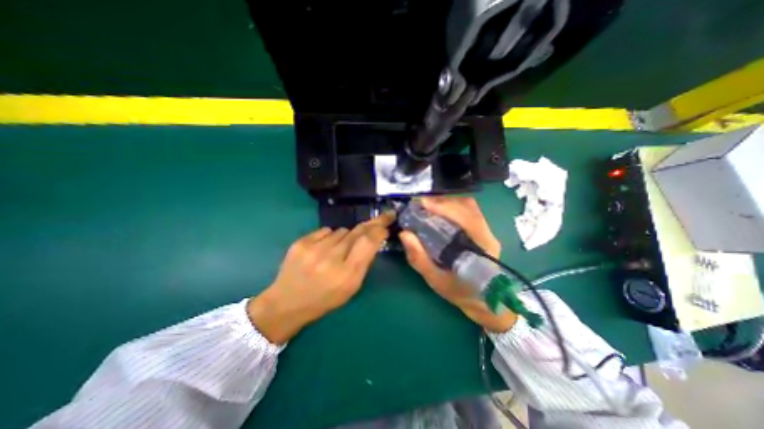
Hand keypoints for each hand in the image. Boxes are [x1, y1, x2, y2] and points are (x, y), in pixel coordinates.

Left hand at [249, 213, 393, 342]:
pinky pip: (326, 230)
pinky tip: (324, 248)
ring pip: (342, 230)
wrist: (287, 303)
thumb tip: (374, 239)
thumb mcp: (351, 288)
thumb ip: (364, 263)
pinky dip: (330, 236)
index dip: (379, 230)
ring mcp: (313, 249)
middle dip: (371, 224)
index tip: (386, 224)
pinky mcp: (300, 242)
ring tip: (339, 249)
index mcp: (346, 275)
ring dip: (347, 236)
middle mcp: (330, 259)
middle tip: (382, 218)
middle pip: (357, 231)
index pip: (367, 242)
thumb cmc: (325, 299)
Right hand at [400, 197, 519, 332]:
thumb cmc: (461, 293)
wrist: (483, 302)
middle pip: (468, 207)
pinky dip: (450, 207)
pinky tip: (438, 212)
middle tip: (421, 204)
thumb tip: (404, 233)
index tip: (423, 203)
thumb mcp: (436, 280)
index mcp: (482, 247)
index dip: (444, 207)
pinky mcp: (481, 230)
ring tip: (427, 206)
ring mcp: (486, 230)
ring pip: (468, 207)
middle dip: (443, 202)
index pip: (467, 218)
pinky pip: (466, 211)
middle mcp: (488, 234)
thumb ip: (419, 258)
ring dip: (446, 203)